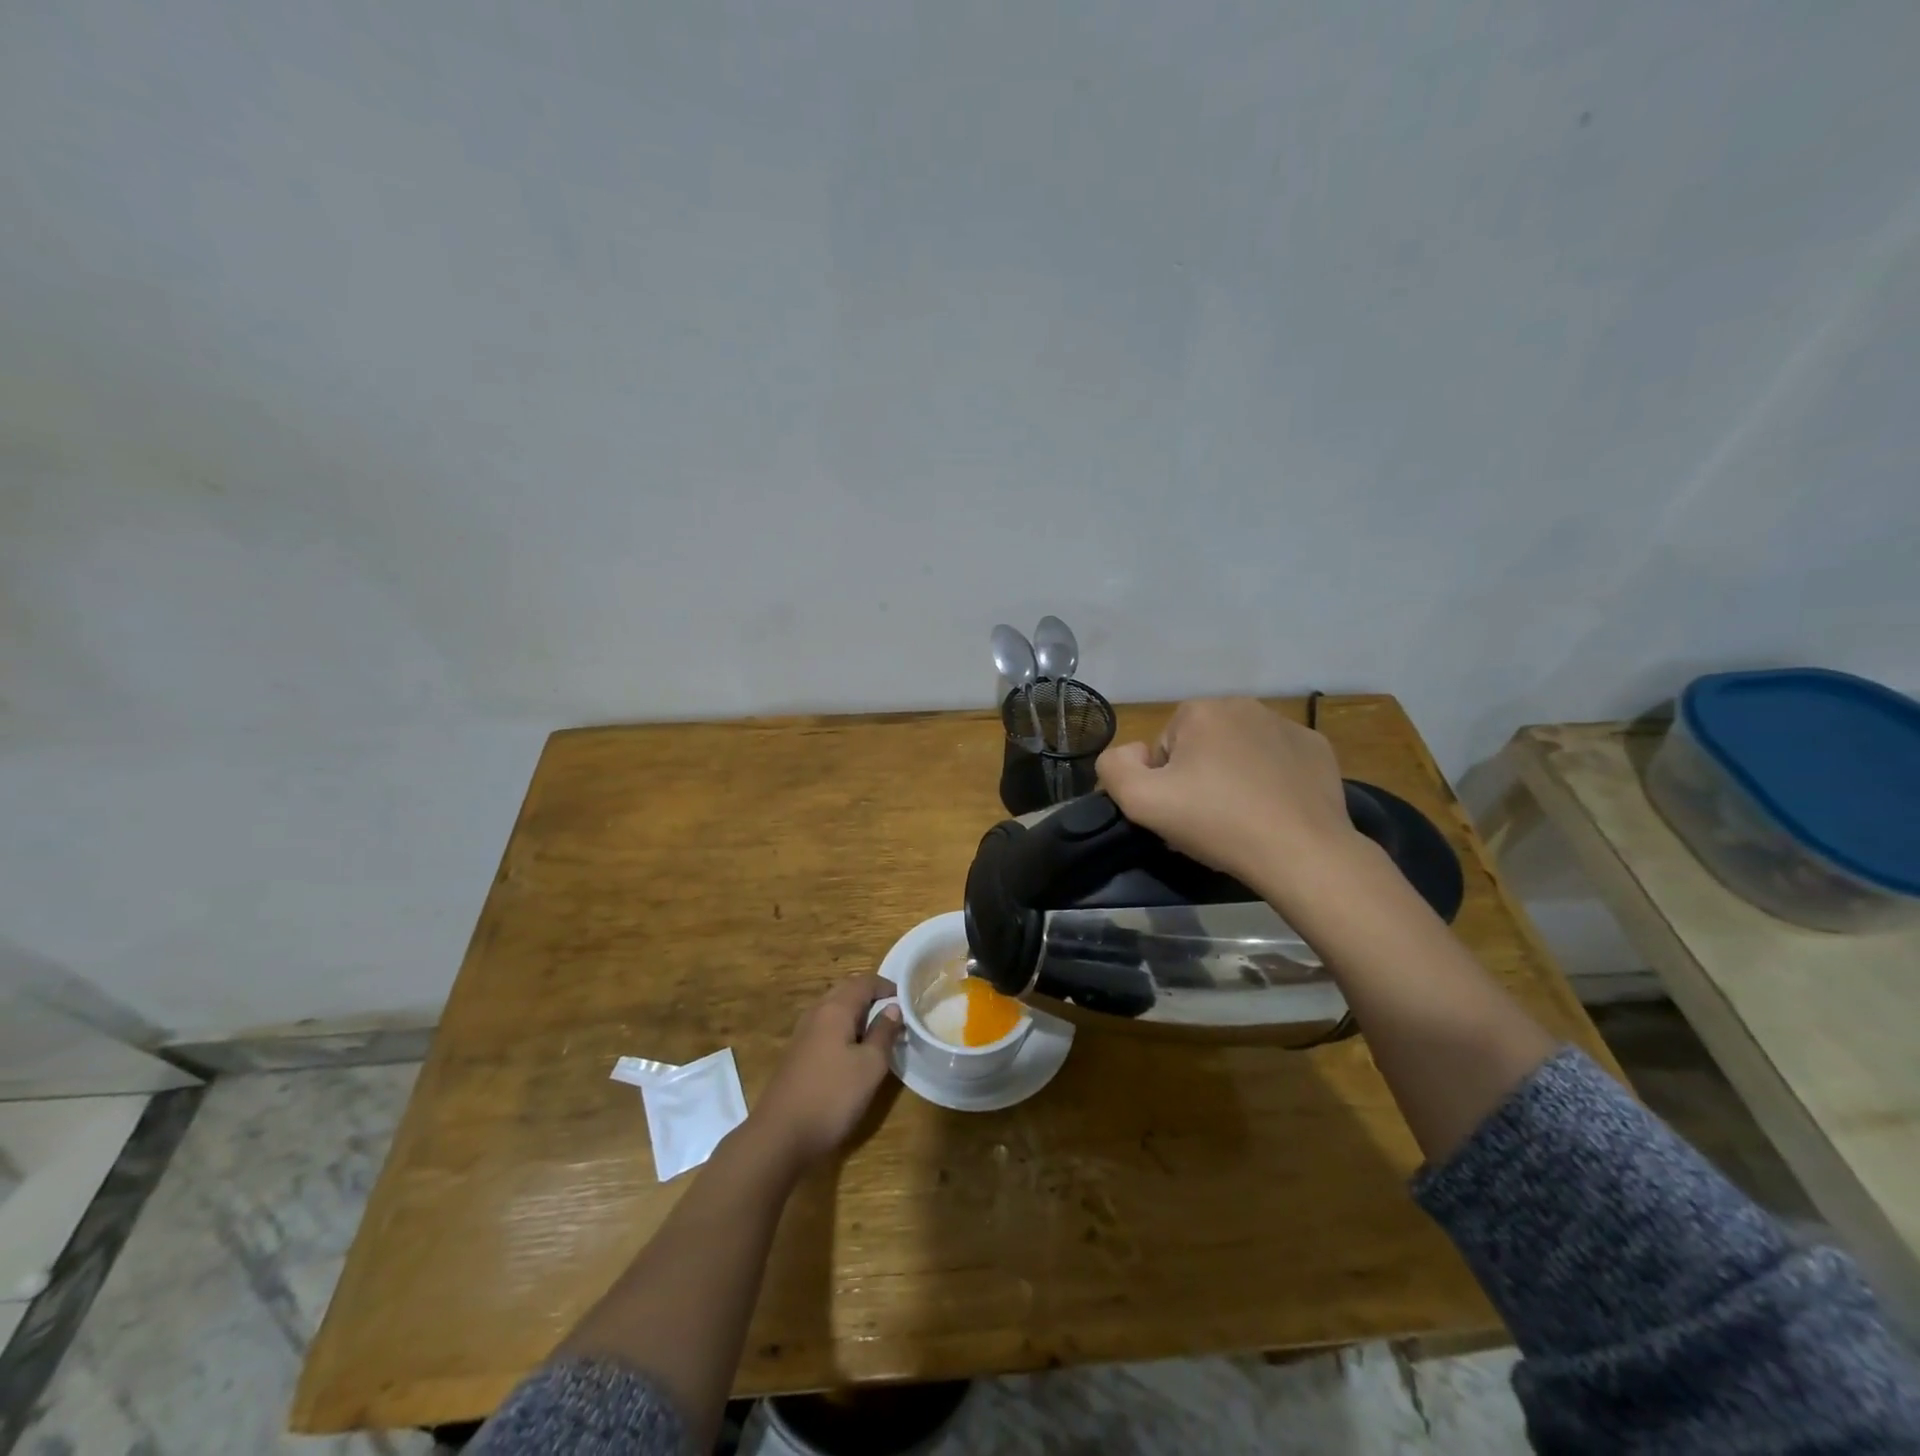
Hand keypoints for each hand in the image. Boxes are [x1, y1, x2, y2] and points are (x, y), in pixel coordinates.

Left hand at [748, 974, 901, 1172]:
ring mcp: (802, 1033)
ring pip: (833, 1010)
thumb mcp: (870, 1066)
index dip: (887, 986)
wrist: (780, 1135)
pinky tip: (852, 1051)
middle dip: (871, 997)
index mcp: (835, 1009)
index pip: (864, 982)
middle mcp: (816, 1013)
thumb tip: (893, 1008)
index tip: (907, 999)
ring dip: (856, 1013)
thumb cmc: (832, 1096)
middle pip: (846, 991)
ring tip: (876, 1031)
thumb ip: (883, 1033)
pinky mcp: (796, 1054)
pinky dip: (843, 1028)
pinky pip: (824, 1027)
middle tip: (894, 1013)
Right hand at [1096, 698, 1364, 900]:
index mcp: (1200, 710)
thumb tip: (1131, 753)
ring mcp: (1286, 725)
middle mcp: (1243, 705)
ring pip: (1240, 752)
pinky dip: (1272, 780)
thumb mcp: (1141, 801)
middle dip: (1199, 777)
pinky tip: (1274, 811)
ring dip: (1233, 777)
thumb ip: (1114, 768)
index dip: (1165, 784)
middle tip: (1208, 820)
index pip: (1164, 748)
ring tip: (1242, 819)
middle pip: (1202, 746)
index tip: (1180, 812)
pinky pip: (1278, 760)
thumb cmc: (1216, 822)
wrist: (1301, 852)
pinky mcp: (1317, 749)